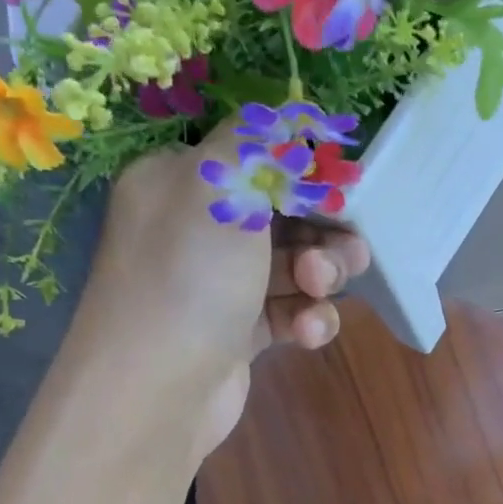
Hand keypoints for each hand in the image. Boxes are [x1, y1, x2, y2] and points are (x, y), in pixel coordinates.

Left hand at [74, 125, 371, 457]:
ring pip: (291, 266)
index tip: (344, 189)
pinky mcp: (237, 334)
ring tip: (320, 290)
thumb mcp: (221, 185)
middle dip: (322, 231)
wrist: (156, 391)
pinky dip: (305, 319)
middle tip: (347, 251)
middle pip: (282, 215)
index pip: (253, 158)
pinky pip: (285, 312)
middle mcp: (195, 229)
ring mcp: (217, 285)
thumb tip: (290, 112)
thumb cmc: (188, 275)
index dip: (304, 173)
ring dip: (320, 276)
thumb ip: (261, 142)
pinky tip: (308, 332)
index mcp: (179, 181)